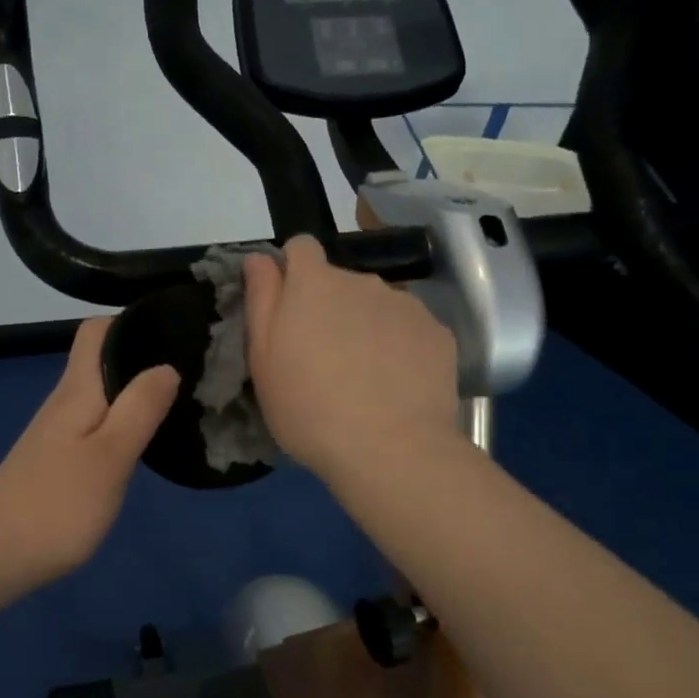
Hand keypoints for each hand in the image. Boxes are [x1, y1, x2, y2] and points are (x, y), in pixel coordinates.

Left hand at [0, 316, 178, 593]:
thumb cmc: (57, 504)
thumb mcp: (111, 455)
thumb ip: (140, 408)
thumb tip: (167, 365)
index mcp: (77, 389)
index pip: (97, 330)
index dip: (131, 322)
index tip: (172, 332)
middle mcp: (64, 402)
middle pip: (102, 360)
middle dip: (142, 357)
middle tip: (192, 371)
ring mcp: (57, 433)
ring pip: (100, 394)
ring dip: (134, 392)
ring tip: (177, 403)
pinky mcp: (55, 461)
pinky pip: (95, 424)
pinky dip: (121, 422)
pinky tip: (141, 443)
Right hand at [243, 235, 459, 483]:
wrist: (392, 450)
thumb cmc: (309, 407)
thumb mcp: (263, 359)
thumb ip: (261, 299)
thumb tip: (260, 257)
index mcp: (313, 283)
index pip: (301, 247)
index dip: (293, 271)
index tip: (289, 309)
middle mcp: (362, 281)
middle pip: (340, 281)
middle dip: (330, 307)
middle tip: (323, 359)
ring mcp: (405, 304)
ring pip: (376, 305)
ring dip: (366, 326)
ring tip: (364, 377)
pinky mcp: (438, 333)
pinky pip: (410, 329)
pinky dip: (400, 347)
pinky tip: (396, 385)